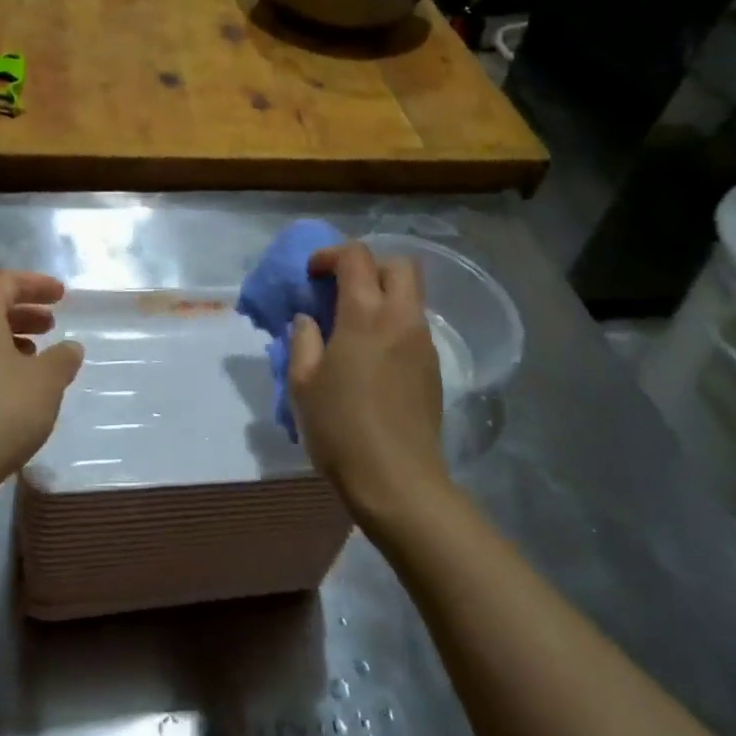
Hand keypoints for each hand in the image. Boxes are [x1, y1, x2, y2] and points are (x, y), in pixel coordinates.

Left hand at [0, 270, 84, 506]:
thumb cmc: (0, 412)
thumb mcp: (46, 383)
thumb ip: (62, 359)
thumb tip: (69, 347)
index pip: (6, 282)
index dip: (37, 284)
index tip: (62, 296)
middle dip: (22, 314)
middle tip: (50, 327)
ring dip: (6, 341)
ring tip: (33, 360)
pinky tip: (8, 391)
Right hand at [288, 243, 447, 523]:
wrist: (397, 481)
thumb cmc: (341, 428)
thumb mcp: (302, 383)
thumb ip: (303, 340)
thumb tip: (309, 319)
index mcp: (366, 315)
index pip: (357, 257)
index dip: (330, 254)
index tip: (311, 274)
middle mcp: (402, 318)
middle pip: (398, 264)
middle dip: (368, 266)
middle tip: (340, 289)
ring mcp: (423, 343)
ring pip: (411, 295)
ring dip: (382, 294)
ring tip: (351, 324)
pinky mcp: (433, 368)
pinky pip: (413, 325)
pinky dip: (392, 322)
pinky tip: (370, 355)